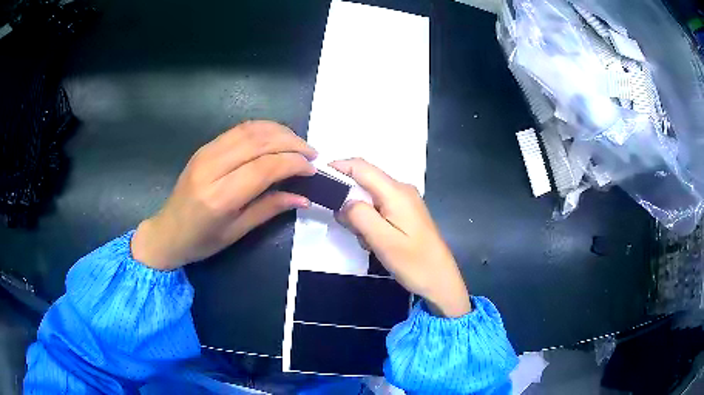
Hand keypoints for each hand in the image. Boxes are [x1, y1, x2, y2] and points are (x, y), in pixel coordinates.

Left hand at [131, 120, 316, 270]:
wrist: (167, 232)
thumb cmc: (201, 241)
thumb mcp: (237, 232)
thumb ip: (270, 209)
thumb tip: (304, 198)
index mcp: (220, 196)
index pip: (264, 167)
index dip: (293, 163)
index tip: (312, 168)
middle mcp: (212, 167)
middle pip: (259, 142)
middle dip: (292, 143)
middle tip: (311, 153)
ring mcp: (206, 152)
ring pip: (250, 129)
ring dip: (279, 132)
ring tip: (298, 144)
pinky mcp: (204, 147)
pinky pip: (238, 130)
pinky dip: (263, 129)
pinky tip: (275, 137)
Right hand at [331, 159, 470, 317]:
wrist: (440, 280)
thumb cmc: (413, 262)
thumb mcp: (382, 240)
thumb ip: (360, 215)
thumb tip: (345, 201)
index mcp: (396, 192)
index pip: (362, 167)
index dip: (339, 166)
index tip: (320, 178)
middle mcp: (401, 190)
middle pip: (365, 182)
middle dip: (349, 201)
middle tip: (349, 228)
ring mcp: (405, 202)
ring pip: (370, 198)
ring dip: (360, 216)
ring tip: (367, 241)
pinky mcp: (406, 213)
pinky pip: (379, 209)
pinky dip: (370, 222)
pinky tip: (376, 242)